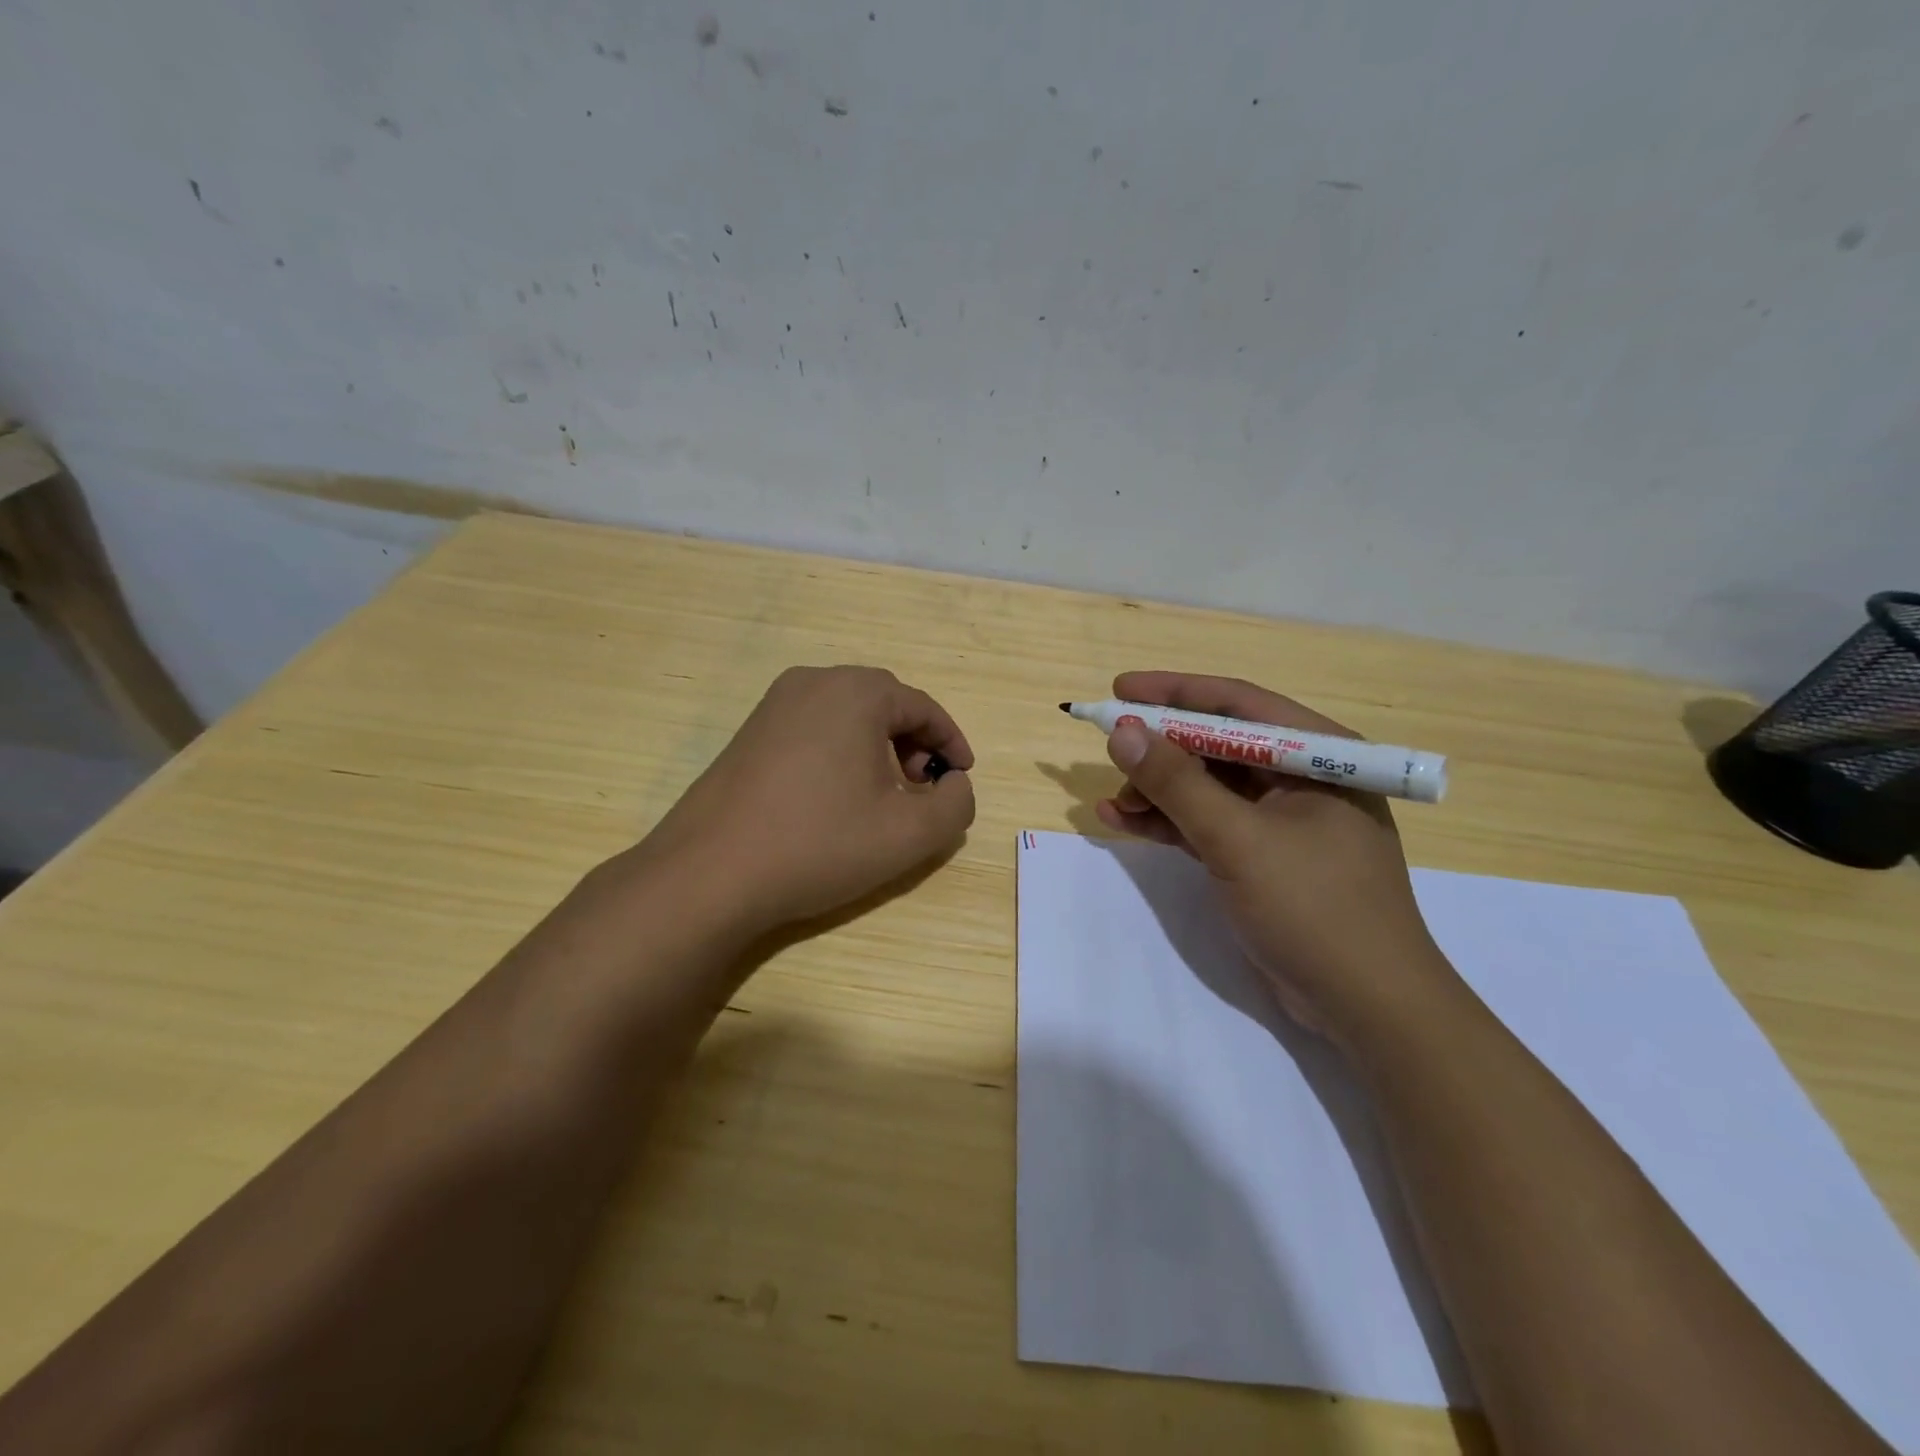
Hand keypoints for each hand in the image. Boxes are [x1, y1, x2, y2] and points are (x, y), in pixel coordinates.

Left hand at [641, 666, 975, 935]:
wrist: (710, 873)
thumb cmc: (819, 844)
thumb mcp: (909, 834)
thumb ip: (955, 805)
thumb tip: (955, 785)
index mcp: (857, 692)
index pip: (923, 708)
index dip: (952, 744)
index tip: (962, 779)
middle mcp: (814, 682)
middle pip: (885, 705)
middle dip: (915, 745)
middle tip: (922, 789)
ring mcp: (775, 705)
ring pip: (848, 716)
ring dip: (878, 749)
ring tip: (882, 798)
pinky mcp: (750, 732)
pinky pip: (814, 728)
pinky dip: (841, 753)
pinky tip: (835, 798)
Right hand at [1094, 670, 1457, 1045]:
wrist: (1366, 1008)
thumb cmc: (1315, 908)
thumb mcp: (1238, 840)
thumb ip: (1177, 783)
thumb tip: (1123, 731)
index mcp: (1317, 756)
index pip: (1238, 705)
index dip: (1176, 693)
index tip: (1121, 690)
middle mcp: (1301, 778)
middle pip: (1217, 746)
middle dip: (1161, 751)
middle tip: (1112, 757)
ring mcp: (1281, 821)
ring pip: (1207, 787)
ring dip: (1158, 791)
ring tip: (1113, 802)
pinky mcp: (1263, 858)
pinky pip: (1207, 825)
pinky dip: (1168, 823)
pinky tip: (1124, 822)